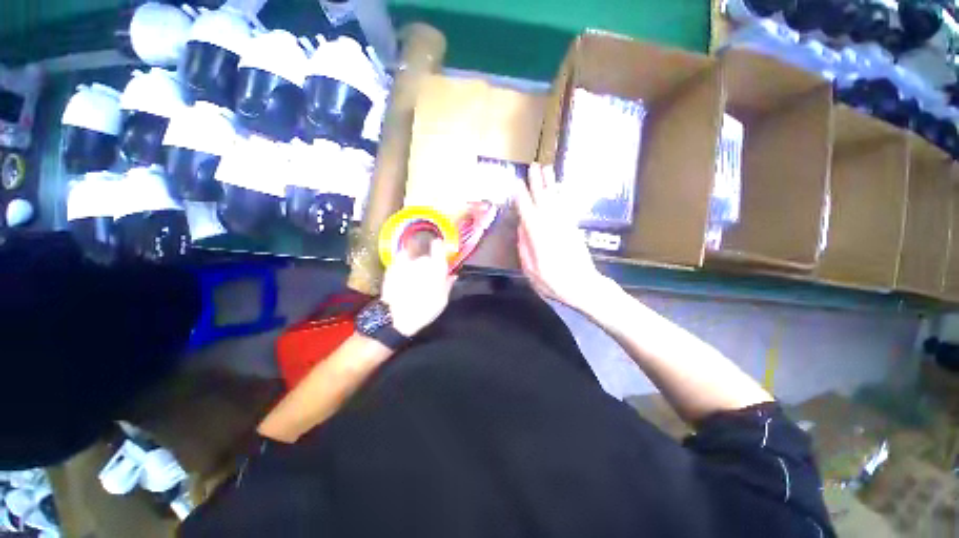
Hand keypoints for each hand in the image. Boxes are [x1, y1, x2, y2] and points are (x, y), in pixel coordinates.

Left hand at [381, 238, 456, 336]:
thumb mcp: (443, 300)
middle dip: (426, 260)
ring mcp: (405, 263)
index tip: (439, 249)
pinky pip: (399, 262)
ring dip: (412, 262)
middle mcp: (421, 261)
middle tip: (426, 272)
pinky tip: (402, 276)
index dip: (438, 246)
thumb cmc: (426, 310)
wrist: (397, 319)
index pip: (438, 245)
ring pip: (411, 256)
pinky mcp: (391, 268)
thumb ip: (447, 284)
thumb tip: (452, 275)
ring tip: (412, 273)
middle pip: (424, 254)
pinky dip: (401, 266)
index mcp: (436, 267)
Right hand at [515, 164, 609, 311]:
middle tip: (533, 166)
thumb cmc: (554, 283)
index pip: (528, 212)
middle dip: (537, 182)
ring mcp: (565, 225)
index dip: (521, 197)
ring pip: (556, 200)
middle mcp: (552, 227)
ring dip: (550, 184)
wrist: (584, 286)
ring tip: (547, 169)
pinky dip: (561, 195)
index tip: (516, 182)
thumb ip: (524, 248)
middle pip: (543, 200)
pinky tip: (559, 188)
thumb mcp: (531, 271)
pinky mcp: (574, 227)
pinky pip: (566, 207)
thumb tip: (522, 228)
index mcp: (539, 238)